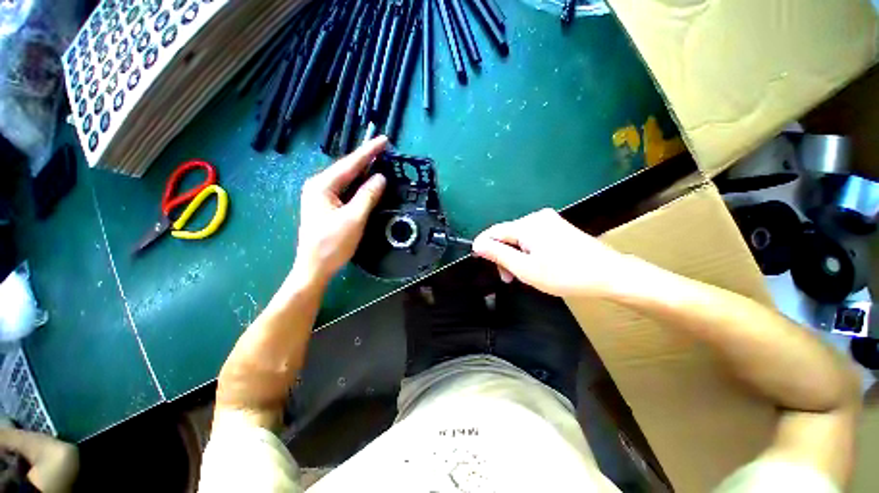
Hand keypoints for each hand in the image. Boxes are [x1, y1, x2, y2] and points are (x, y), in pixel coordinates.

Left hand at [293, 136, 387, 283]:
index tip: (384, 140)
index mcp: (322, 185)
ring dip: (363, 170)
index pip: (350, 164)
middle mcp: (319, 186)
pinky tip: (368, 181)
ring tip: (379, 160)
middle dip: (366, 158)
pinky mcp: (326, 205)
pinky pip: (346, 189)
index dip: (369, 151)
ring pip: (346, 178)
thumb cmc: (333, 244)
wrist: (314, 267)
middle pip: (347, 168)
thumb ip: (367, 196)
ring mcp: (321, 196)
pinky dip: (359, 184)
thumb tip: (380, 177)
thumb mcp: (354, 218)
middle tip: (384, 149)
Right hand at [472, 208, 636, 297]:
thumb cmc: (565, 275)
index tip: (481, 262)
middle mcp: (537, 217)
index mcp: (527, 225)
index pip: (494, 231)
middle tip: (508, 278)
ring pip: (520, 237)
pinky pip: (533, 237)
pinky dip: (528, 252)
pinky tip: (536, 265)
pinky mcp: (558, 227)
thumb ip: (498, 254)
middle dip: (503, 255)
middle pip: (507, 234)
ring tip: (523, 274)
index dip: (484, 246)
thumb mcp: (525, 268)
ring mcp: (549, 220)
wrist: (610, 275)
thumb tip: (477, 244)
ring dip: (516, 255)